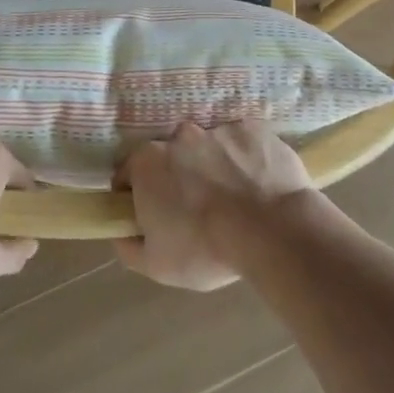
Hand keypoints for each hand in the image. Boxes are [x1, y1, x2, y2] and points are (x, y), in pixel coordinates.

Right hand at [115, 121, 315, 290]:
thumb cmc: (206, 249)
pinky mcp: (252, 129)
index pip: (128, 173)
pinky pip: (242, 143)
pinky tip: (257, 185)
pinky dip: (244, 159)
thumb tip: (121, 232)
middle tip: (195, 207)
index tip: (152, 214)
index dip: (136, 194)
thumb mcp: (156, 264)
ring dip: (213, 166)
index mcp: (147, 162)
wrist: (272, 231)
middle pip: (170, 155)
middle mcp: (178, 136)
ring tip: (233, 198)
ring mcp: (217, 128)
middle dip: (177, 176)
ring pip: (208, 147)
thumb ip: (128, 246)